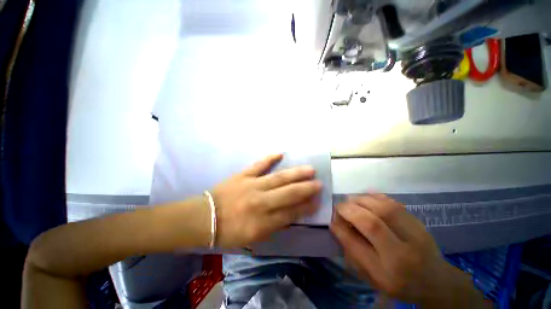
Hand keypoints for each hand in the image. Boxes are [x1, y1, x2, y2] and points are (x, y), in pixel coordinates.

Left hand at [212, 154, 321, 247]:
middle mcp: (260, 202)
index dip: (306, 208)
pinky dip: (269, 158)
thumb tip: (291, 215)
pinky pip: (258, 165)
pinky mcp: (243, 175)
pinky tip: (280, 153)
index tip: (317, 201)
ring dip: (295, 174)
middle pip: (288, 194)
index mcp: (262, 222)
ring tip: (309, 169)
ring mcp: (252, 185)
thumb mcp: (253, 238)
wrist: (205, 218)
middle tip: (319, 183)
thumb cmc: (229, 232)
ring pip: (278, 178)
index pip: (291, 213)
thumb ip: (274, 226)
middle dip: (306, 189)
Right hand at [330, 194, 486, 307]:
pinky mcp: (419, 222)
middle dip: (350, 209)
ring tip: (351, 201)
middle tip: (340, 207)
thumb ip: (352, 250)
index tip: (333, 218)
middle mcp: (404, 252)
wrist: (435, 281)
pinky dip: (376, 196)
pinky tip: (366, 197)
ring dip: (362, 200)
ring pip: (384, 208)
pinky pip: (394, 203)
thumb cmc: (398, 282)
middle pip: (373, 221)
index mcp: (388, 271)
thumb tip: (336, 224)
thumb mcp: (371, 276)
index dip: (342, 225)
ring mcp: (416, 234)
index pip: (359, 243)